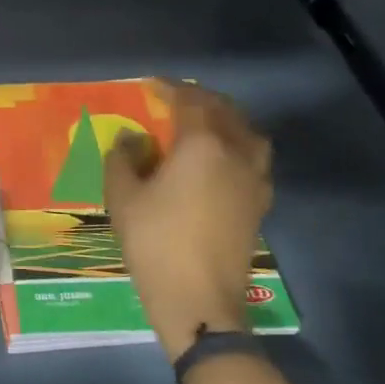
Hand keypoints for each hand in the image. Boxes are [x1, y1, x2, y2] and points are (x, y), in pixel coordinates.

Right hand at [104, 81, 272, 358]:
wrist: (198, 299)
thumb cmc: (154, 242)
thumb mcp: (123, 198)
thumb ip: (123, 159)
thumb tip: (131, 139)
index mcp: (202, 144)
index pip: (189, 101)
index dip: (169, 89)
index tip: (150, 84)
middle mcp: (236, 153)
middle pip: (224, 111)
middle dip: (200, 99)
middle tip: (175, 100)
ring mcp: (255, 179)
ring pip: (248, 132)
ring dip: (226, 119)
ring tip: (204, 124)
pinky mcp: (260, 203)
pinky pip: (254, 157)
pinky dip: (238, 145)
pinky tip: (220, 160)